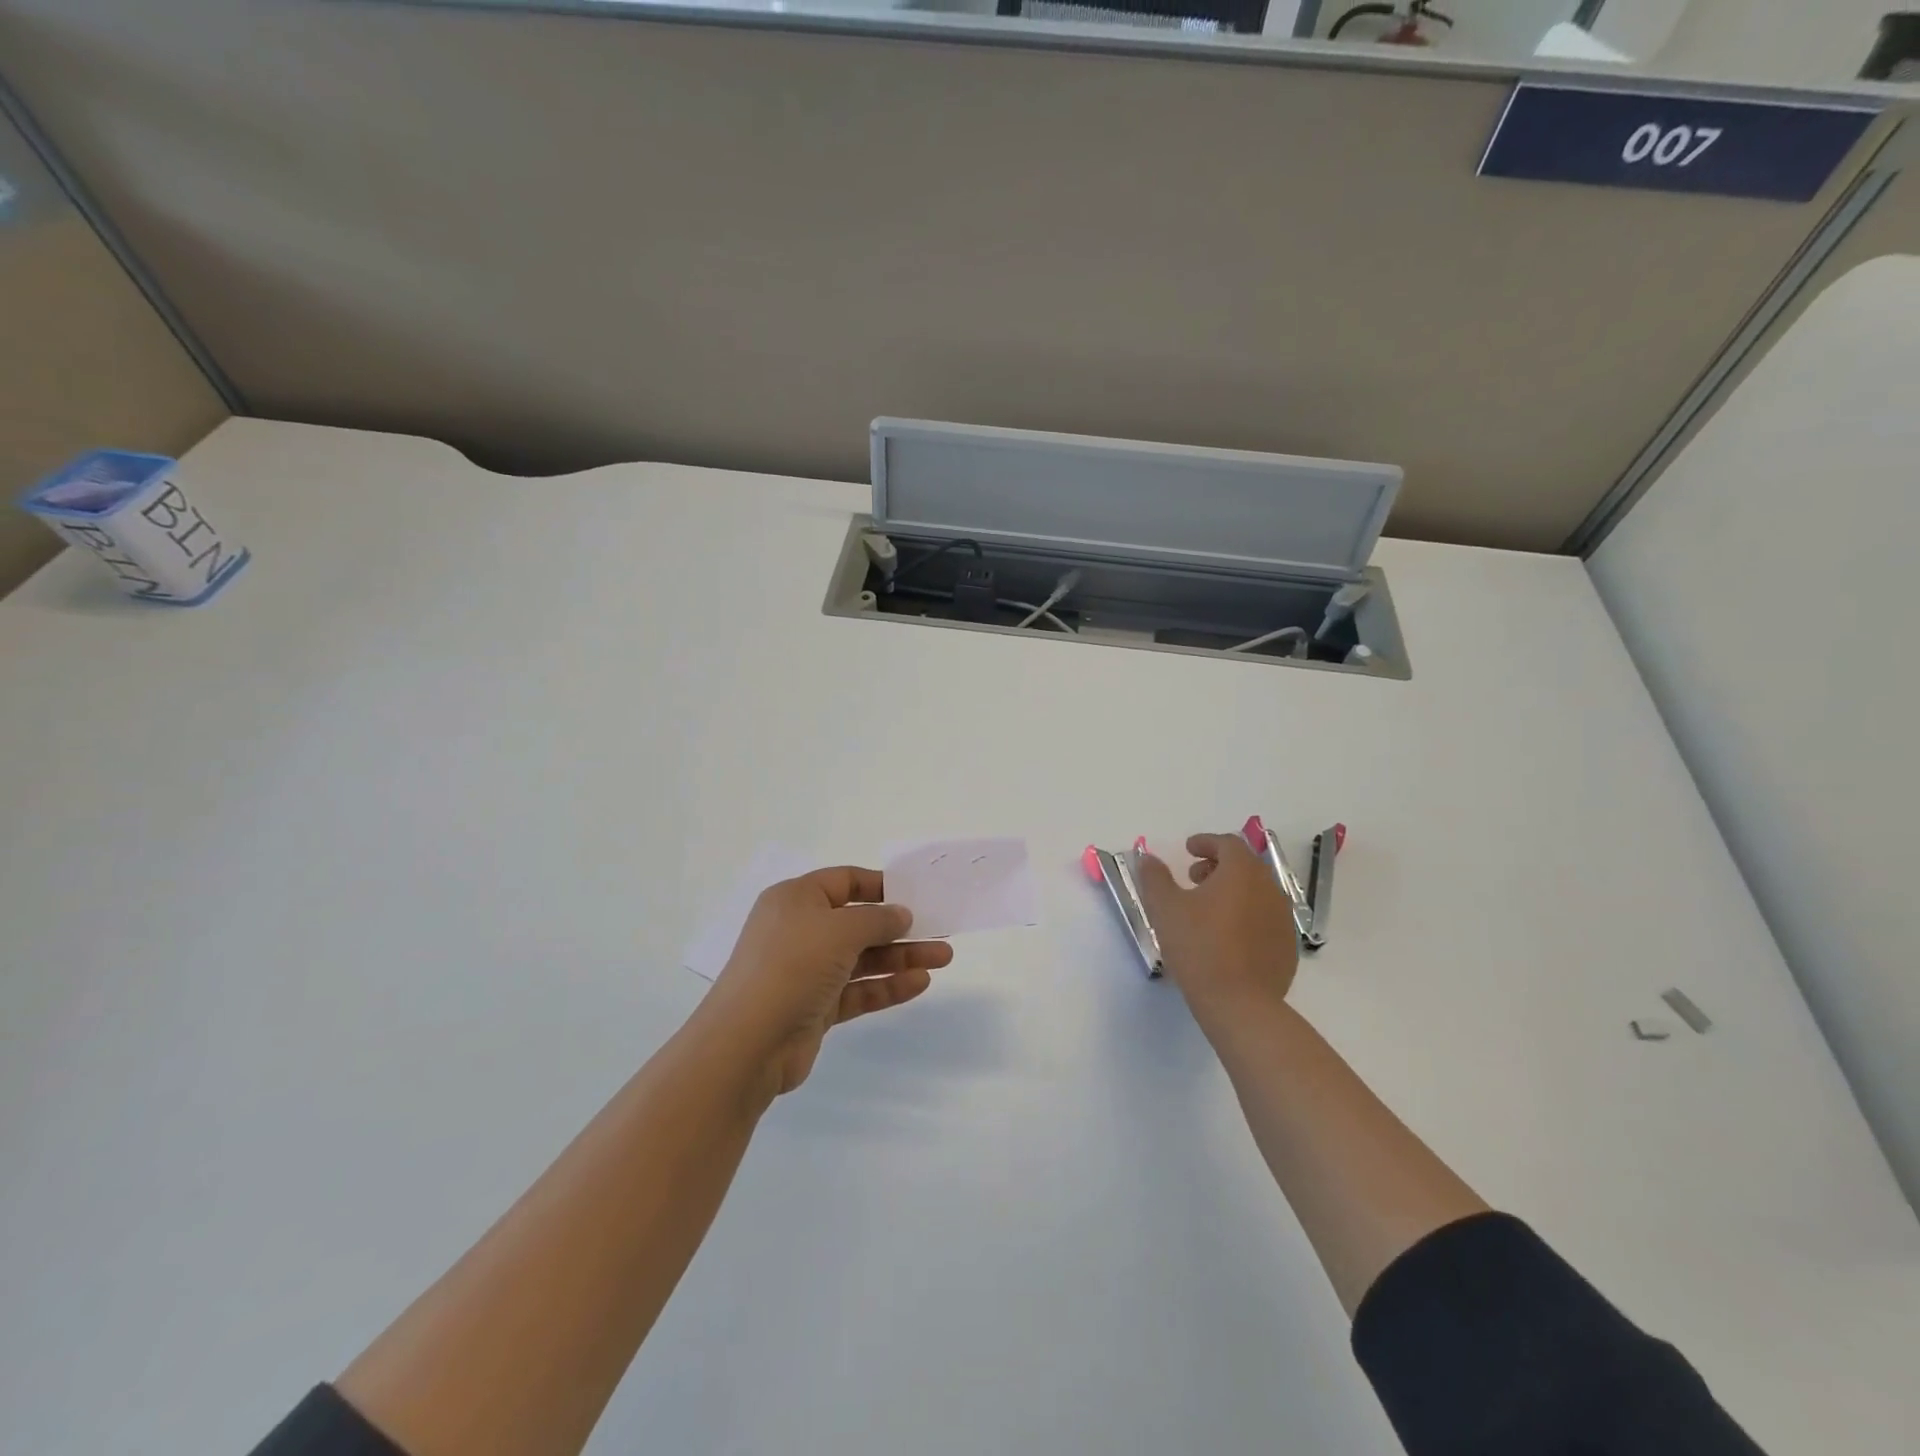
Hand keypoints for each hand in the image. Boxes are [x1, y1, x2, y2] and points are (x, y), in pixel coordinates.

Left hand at [704, 867, 951, 1098]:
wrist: (748, 1043)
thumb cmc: (792, 966)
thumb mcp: (839, 929)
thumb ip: (877, 919)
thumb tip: (900, 914)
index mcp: (796, 899)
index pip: (843, 881)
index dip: (879, 885)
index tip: (915, 893)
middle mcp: (800, 930)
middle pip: (858, 922)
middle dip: (899, 926)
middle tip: (939, 929)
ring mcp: (807, 971)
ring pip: (862, 958)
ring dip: (901, 957)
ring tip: (944, 957)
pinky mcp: (815, 1006)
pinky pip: (857, 989)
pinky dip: (886, 985)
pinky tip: (920, 983)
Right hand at [1135, 833, 1299, 1014]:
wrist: (1240, 1003)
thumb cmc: (1199, 947)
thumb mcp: (1165, 908)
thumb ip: (1154, 877)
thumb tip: (1148, 858)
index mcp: (1242, 872)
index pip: (1228, 843)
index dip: (1206, 842)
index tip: (1187, 849)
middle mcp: (1269, 888)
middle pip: (1245, 865)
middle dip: (1218, 865)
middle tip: (1193, 877)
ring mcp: (1282, 918)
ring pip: (1257, 891)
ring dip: (1232, 890)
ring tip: (1206, 908)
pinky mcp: (1287, 946)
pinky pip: (1264, 917)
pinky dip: (1245, 914)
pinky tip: (1226, 936)